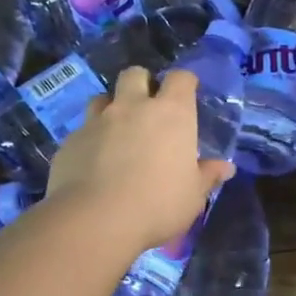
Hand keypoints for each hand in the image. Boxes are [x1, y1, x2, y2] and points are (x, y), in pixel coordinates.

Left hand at [47, 67, 233, 250]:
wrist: (96, 220)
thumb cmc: (158, 204)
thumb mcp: (193, 196)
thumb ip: (207, 176)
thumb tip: (225, 167)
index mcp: (171, 114)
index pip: (180, 78)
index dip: (184, 83)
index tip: (187, 95)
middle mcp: (133, 107)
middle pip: (135, 74)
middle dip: (142, 83)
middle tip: (148, 107)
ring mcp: (97, 121)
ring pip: (102, 97)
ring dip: (112, 107)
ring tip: (118, 131)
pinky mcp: (70, 141)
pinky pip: (82, 130)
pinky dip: (91, 139)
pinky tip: (94, 162)